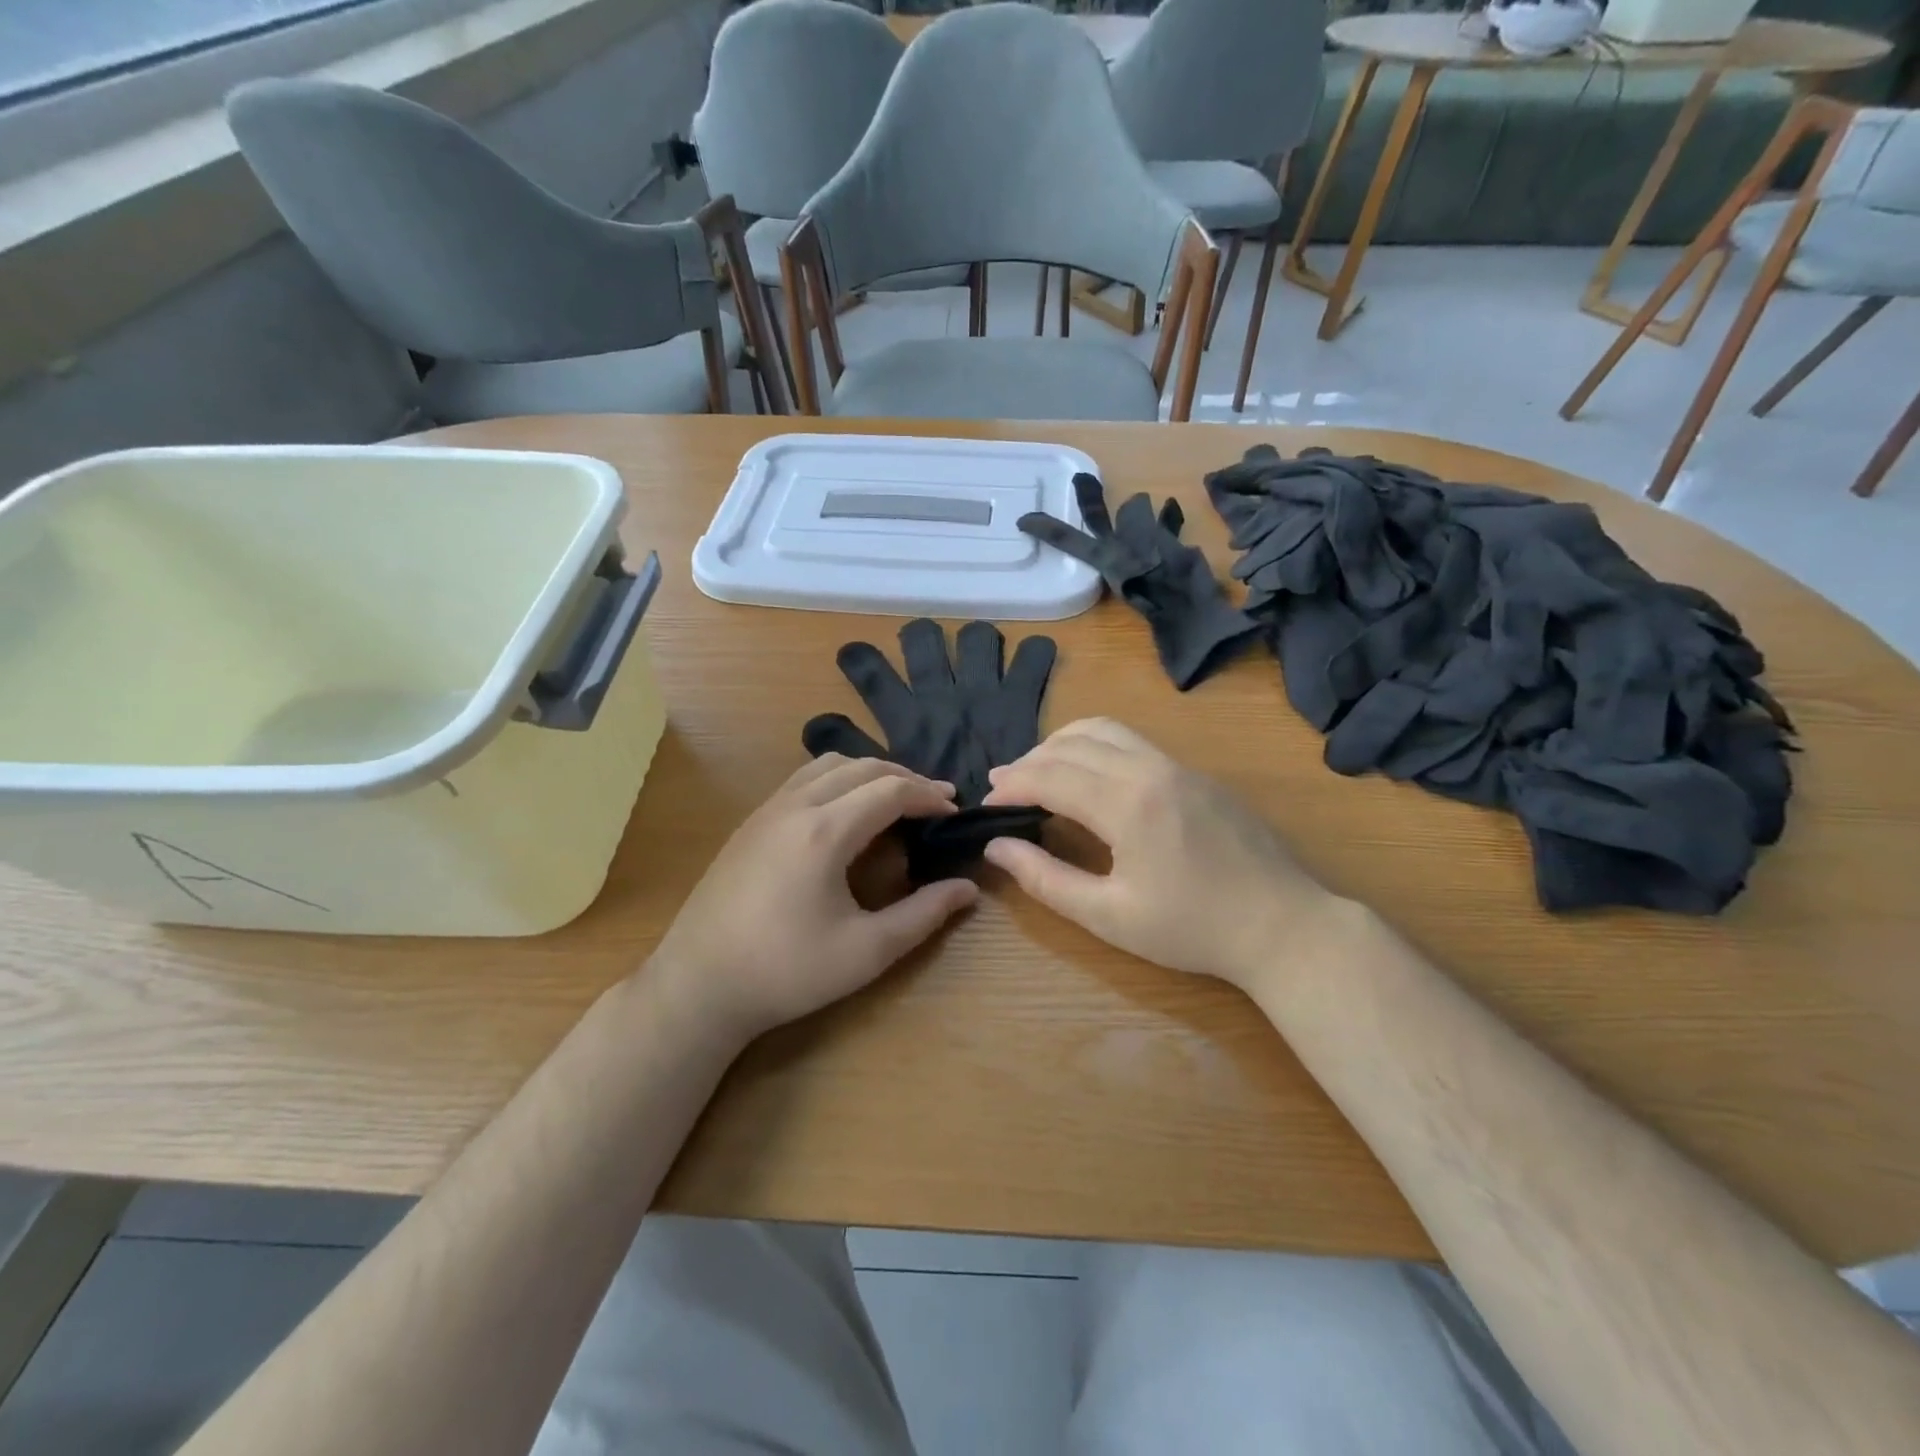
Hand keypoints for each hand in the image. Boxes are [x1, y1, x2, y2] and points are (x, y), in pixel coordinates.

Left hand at [653, 756, 979, 1042]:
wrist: (698, 985)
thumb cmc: (787, 972)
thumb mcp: (866, 951)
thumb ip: (923, 915)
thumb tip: (967, 889)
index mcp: (825, 832)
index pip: (890, 790)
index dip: (929, 796)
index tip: (955, 812)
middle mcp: (795, 806)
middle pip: (862, 767)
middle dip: (906, 778)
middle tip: (936, 802)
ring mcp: (767, 810)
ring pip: (828, 766)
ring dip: (870, 773)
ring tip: (895, 799)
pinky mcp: (750, 823)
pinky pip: (803, 780)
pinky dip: (838, 780)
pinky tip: (846, 812)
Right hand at [981, 718, 1343, 991]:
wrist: (1283, 926)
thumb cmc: (1193, 930)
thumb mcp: (1110, 917)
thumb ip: (1046, 880)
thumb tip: (996, 848)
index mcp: (1127, 804)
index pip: (1050, 776)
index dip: (1011, 786)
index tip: (987, 805)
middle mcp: (1150, 769)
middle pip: (1072, 744)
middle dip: (1029, 762)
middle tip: (1002, 788)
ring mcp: (1178, 765)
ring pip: (1105, 729)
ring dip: (1062, 743)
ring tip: (1039, 769)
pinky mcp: (1196, 773)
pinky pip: (1133, 740)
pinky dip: (1095, 745)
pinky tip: (1090, 774)